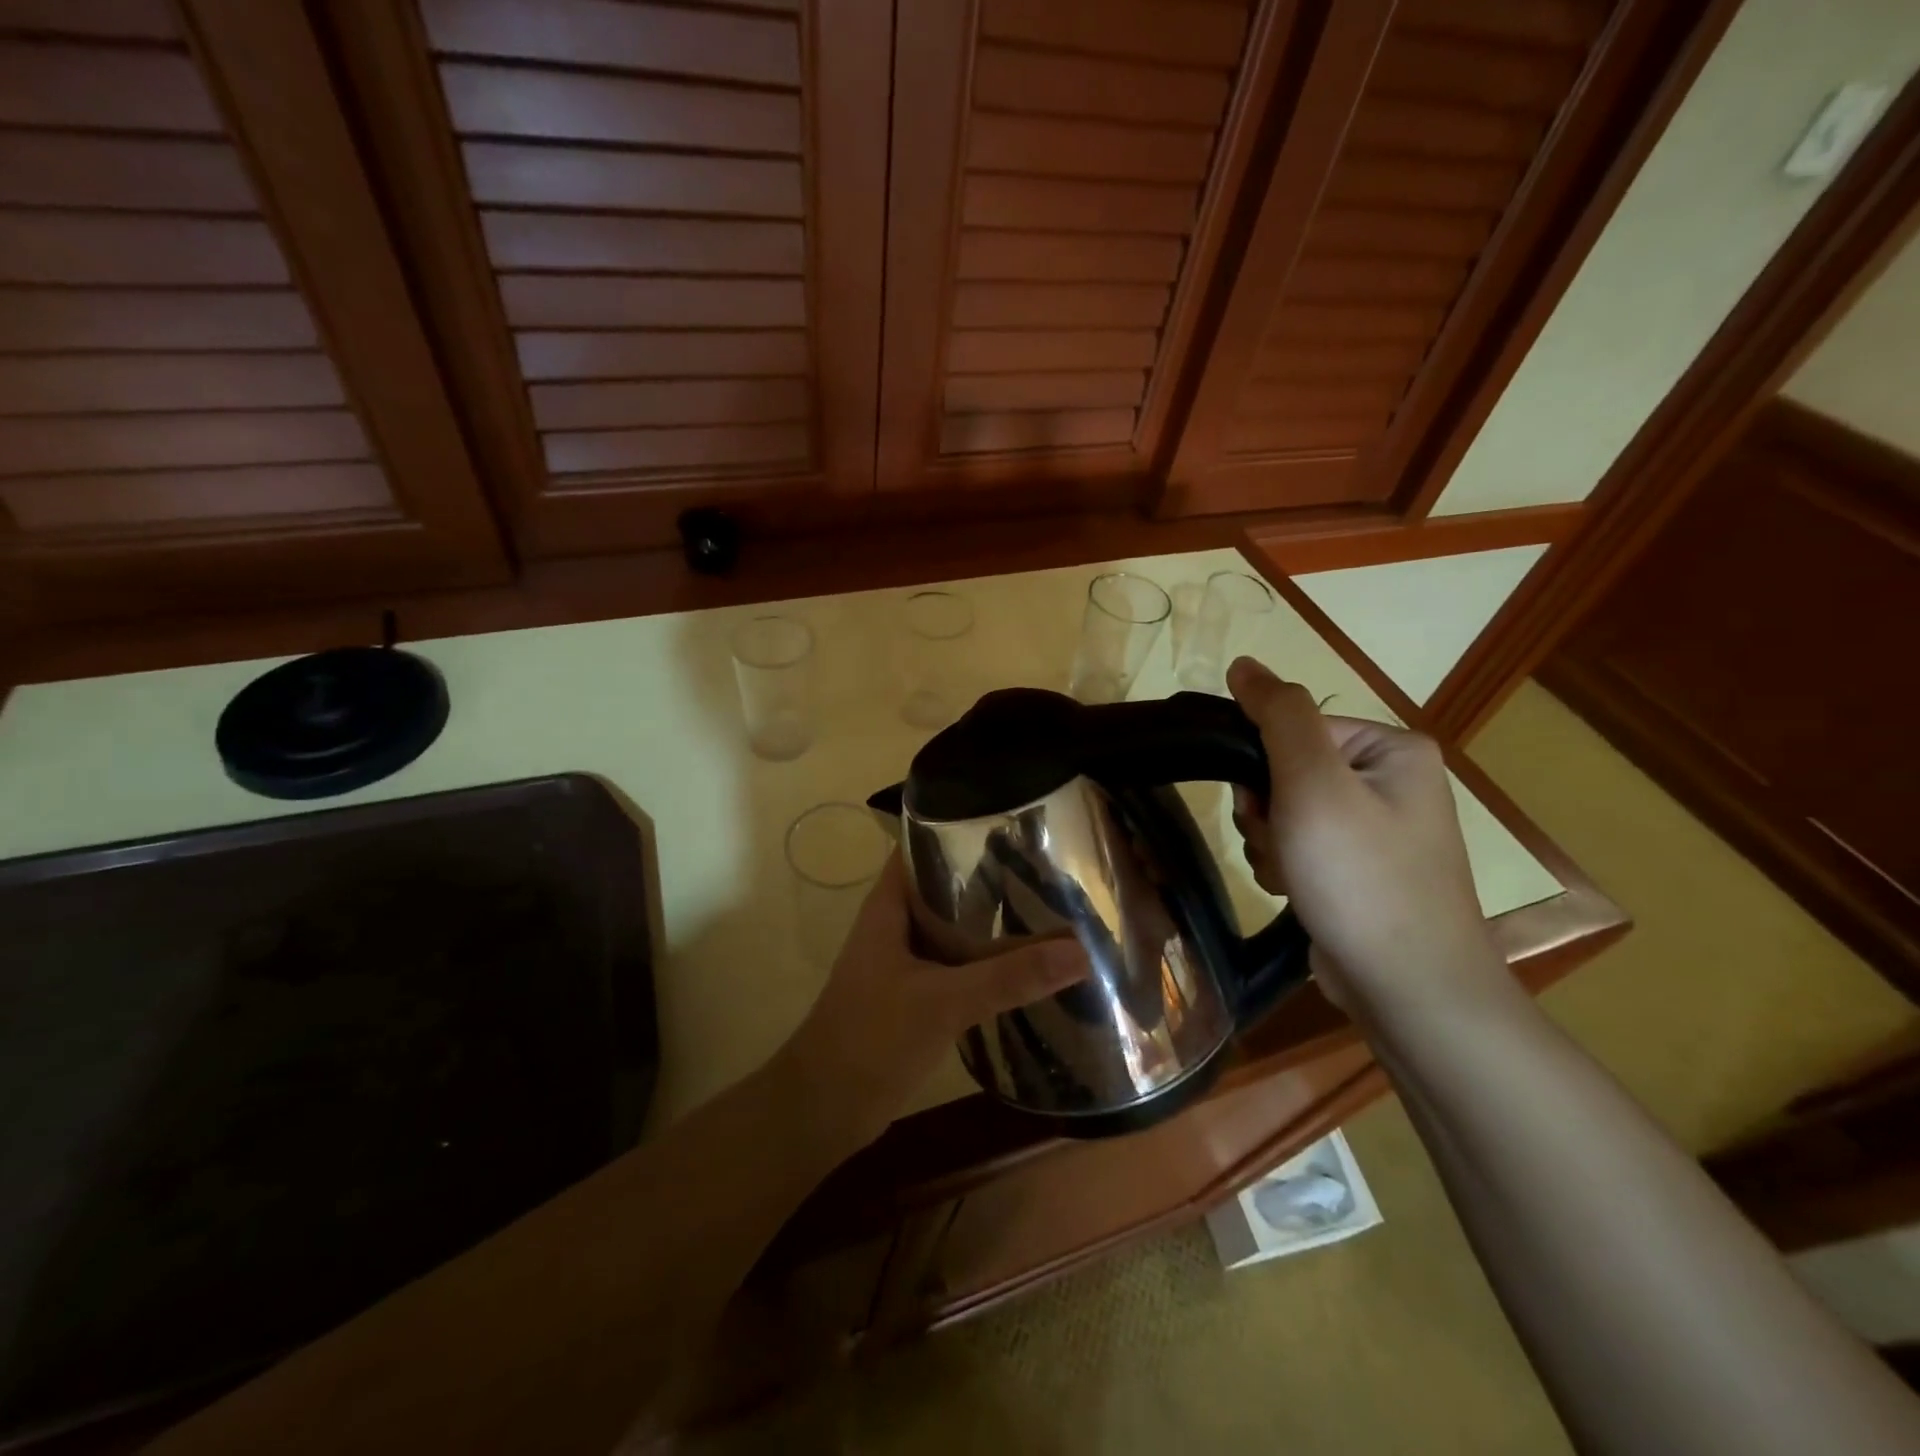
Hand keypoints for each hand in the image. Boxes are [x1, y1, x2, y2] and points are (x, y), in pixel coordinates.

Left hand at [779, 853, 1085, 1143]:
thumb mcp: (944, 1001)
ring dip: (991, 922)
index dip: (961, 828)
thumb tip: (1080, 950)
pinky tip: (1026, 965)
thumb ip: (1009, 976)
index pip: (923, 846)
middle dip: (991, 877)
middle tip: (1048, 867)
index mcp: (889, 906)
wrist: (824, 1109)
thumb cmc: (872, 1038)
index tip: (1014, 824)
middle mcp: (896, 924)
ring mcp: (904, 961)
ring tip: (1048, 908)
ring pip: (954, 928)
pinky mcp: (915, 995)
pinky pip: (956, 964)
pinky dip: (986, 961)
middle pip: (946, 886)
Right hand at [1225, 657, 1506, 1014]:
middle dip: (1268, 811)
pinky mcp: (1360, 870)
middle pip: (1287, 771)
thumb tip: (1243, 664)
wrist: (1408, 988)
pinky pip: (1300, 847)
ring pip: (1285, 813)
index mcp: (1392, 749)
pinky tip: (1296, 892)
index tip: (1266, 807)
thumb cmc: (1361, 877)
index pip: (1295, 728)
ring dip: (1271, 843)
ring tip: (1292, 875)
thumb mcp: (1313, 783)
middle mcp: (1390, 782)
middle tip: (1284, 845)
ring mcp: (1377, 830)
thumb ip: (1278, 716)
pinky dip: (1285, 866)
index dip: (1263, 766)